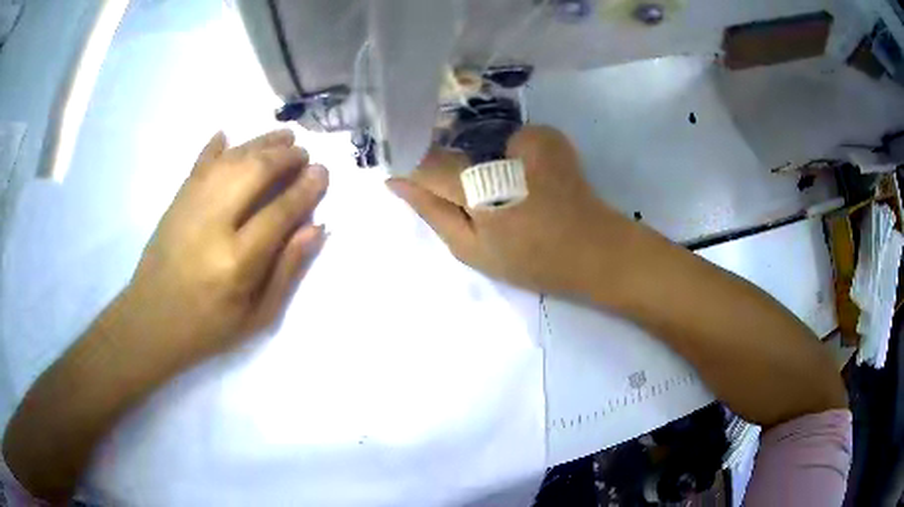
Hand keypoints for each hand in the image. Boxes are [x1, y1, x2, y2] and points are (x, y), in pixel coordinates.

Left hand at [125, 129, 328, 369]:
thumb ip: (287, 271)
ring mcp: (189, 208)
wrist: (151, 323)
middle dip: (284, 157)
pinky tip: (227, 134)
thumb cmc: (208, 328)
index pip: (279, 212)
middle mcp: (212, 225)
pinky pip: (198, 165)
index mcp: (236, 262)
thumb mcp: (257, 316)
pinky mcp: (174, 202)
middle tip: (304, 152)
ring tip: (282, 136)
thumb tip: (316, 228)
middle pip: (253, 173)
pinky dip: (214, 147)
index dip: (305, 189)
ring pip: (229, 161)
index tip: (322, 172)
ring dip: (259, 143)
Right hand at [387, 125, 635, 295]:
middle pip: (452, 147)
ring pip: (481, 142)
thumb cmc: (532, 261)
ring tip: (509, 191)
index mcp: (480, 189)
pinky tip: (532, 178)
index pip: (427, 163)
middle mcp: (500, 153)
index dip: (415, 169)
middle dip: (453, 168)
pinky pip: (510, 139)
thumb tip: (397, 181)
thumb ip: (431, 211)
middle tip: (476, 199)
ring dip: (484, 163)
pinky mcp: (548, 135)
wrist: (595, 250)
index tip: (412, 181)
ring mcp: (528, 138)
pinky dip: (512, 156)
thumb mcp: (471, 250)